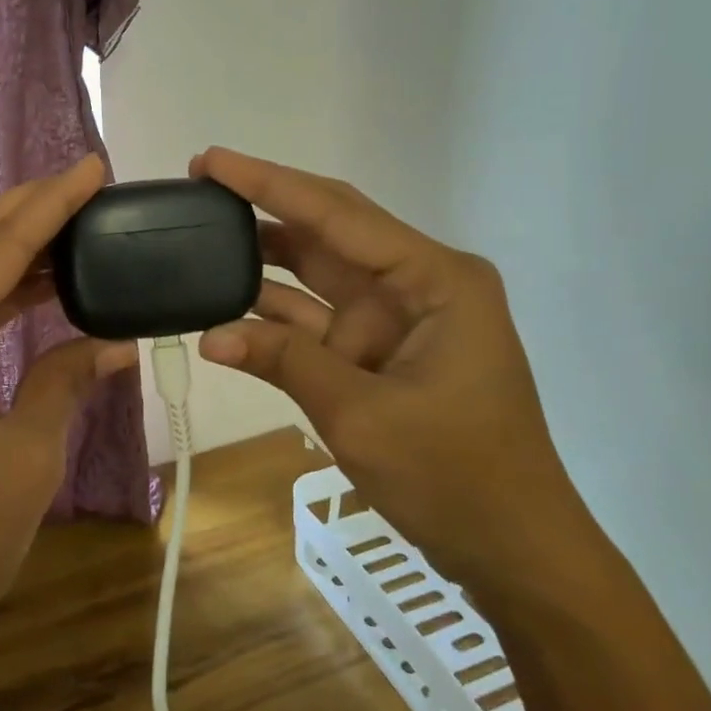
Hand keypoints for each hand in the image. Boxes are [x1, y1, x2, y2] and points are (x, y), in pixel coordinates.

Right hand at [192, 147, 612, 604]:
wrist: (512, 550)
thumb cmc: (456, 476)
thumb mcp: (362, 414)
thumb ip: (286, 361)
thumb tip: (210, 335)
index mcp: (434, 279)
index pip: (338, 214)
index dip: (270, 183)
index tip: (212, 160)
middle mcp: (415, 285)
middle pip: (328, 231)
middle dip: (264, 207)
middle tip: (198, 184)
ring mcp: (393, 320)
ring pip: (315, 275)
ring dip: (261, 261)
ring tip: (198, 236)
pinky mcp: (376, 354)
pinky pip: (314, 323)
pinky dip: (271, 319)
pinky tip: (221, 310)